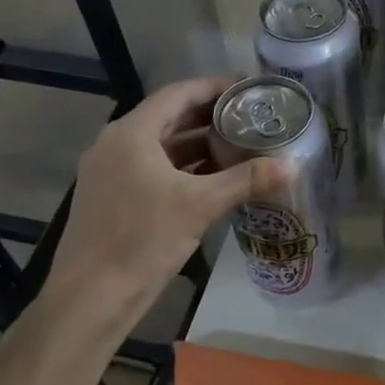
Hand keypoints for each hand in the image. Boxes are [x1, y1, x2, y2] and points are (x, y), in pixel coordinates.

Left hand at [44, 78, 285, 318]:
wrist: (91, 296)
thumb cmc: (142, 240)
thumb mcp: (199, 206)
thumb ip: (246, 181)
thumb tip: (293, 166)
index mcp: (131, 133)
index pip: (178, 94)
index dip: (215, 87)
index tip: (248, 88)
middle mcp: (116, 144)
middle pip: (169, 118)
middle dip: (211, 117)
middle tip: (251, 117)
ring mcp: (111, 172)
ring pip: (162, 147)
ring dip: (198, 146)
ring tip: (240, 146)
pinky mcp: (113, 198)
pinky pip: (153, 170)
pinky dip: (183, 170)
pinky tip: (213, 181)